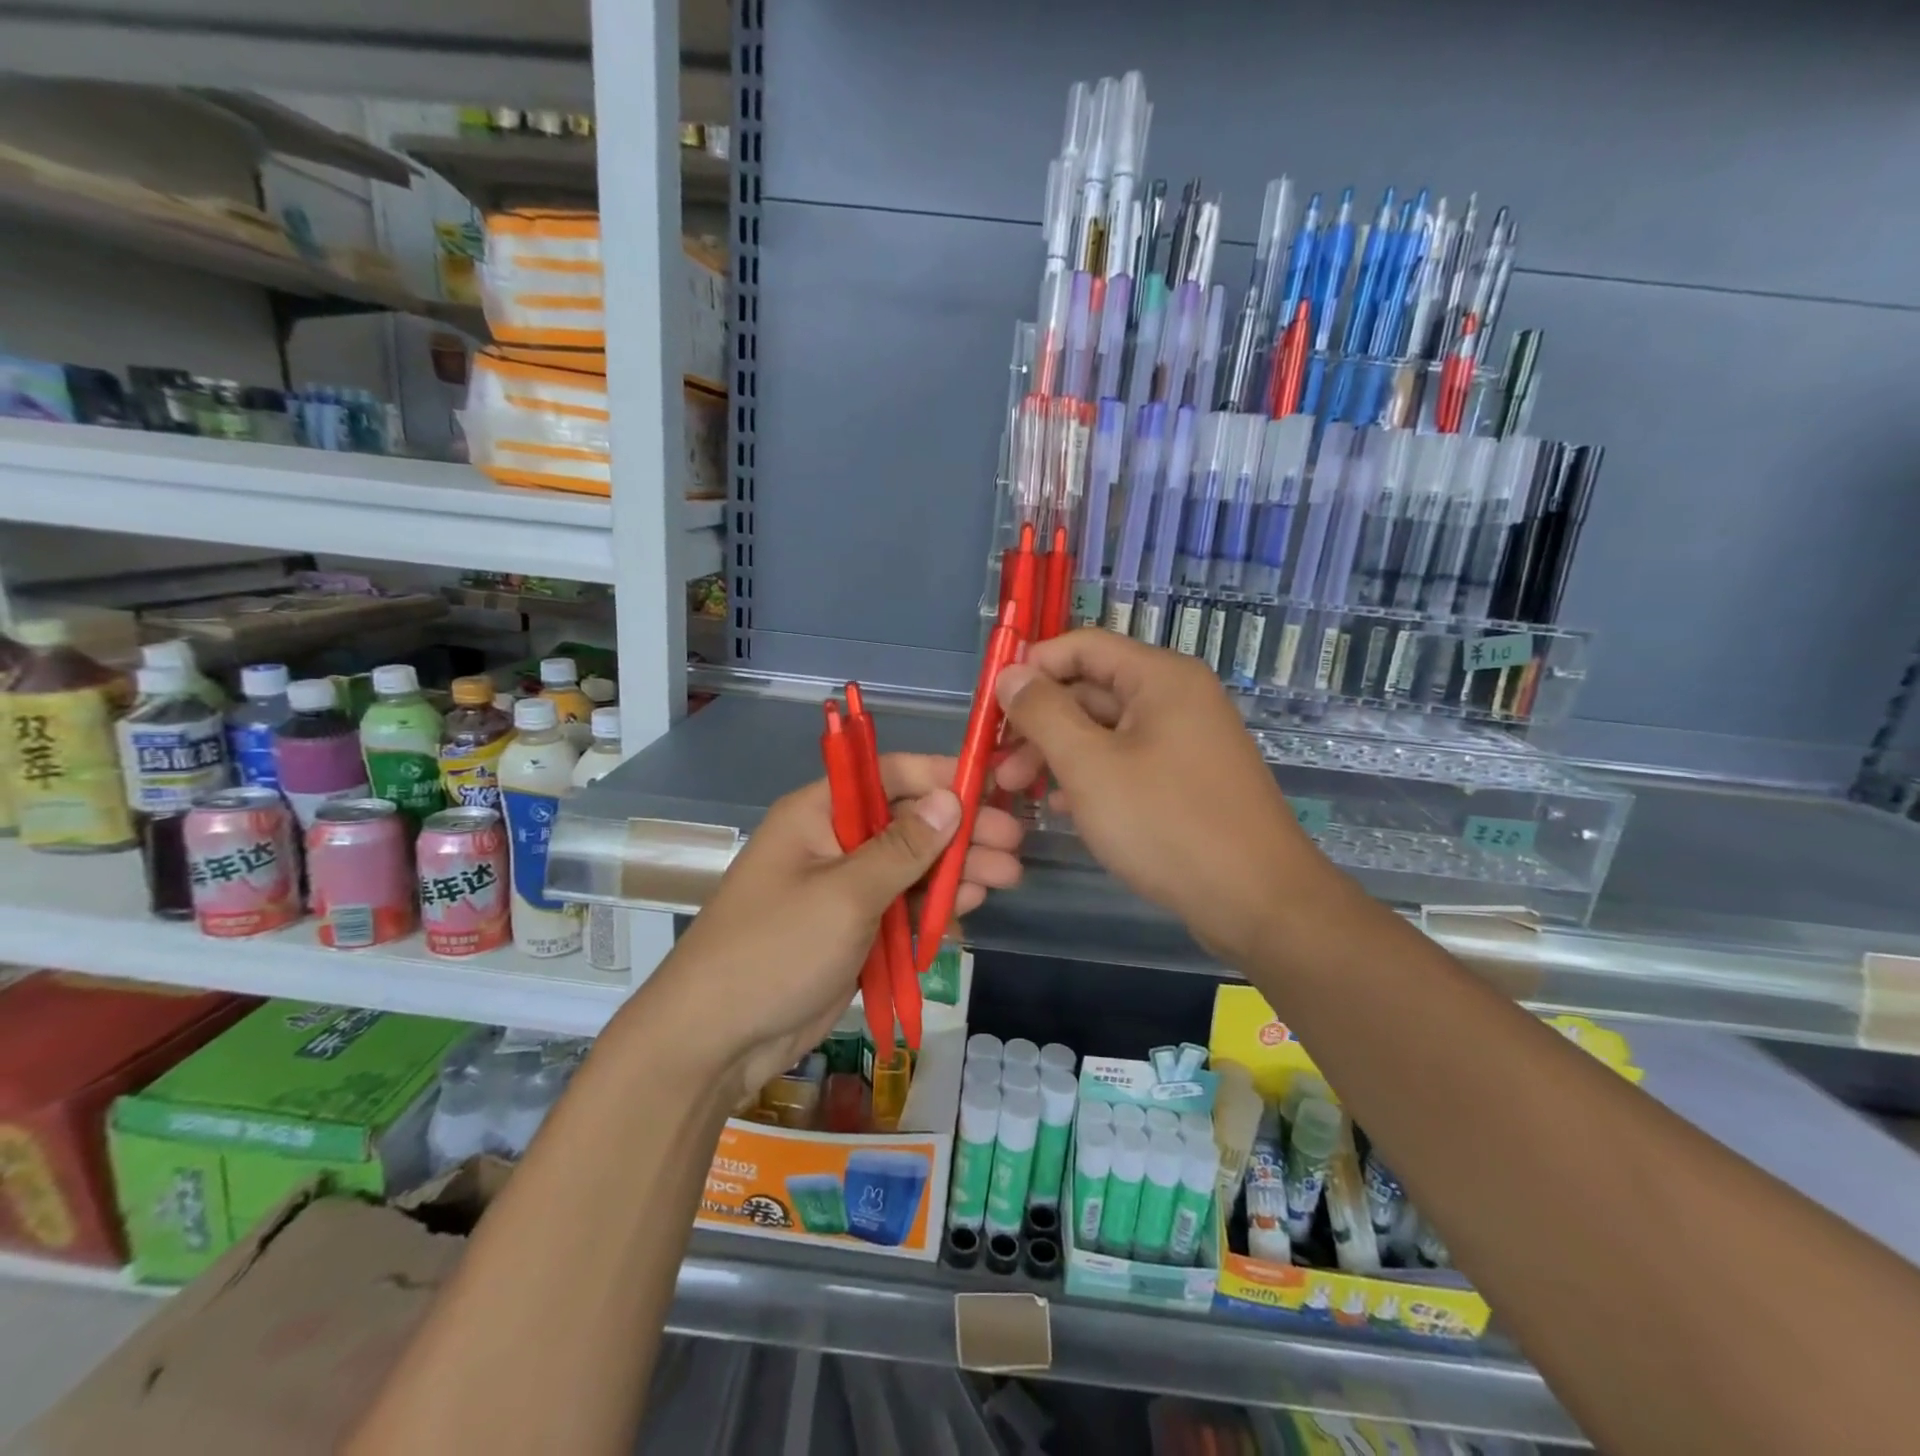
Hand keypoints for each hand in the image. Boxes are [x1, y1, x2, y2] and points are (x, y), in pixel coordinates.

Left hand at [638, 753, 1024, 1098]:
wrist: (716, 1040)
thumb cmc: (775, 951)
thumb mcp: (845, 894)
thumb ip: (903, 848)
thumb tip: (951, 800)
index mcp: (819, 813)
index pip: (888, 775)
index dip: (940, 777)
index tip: (992, 788)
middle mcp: (832, 841)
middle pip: (907, 823)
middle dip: (960, 833)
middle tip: (1014, 844)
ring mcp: (843, 888)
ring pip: (910, 868)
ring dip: (955, 872)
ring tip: (1007, 878)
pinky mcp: (851, 929)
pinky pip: (900, 907)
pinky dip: (932, 908)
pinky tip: (967, 910)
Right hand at [993, 629, 1327, 963]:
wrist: (1258, 902)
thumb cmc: (1167, 824)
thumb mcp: (1090, 766)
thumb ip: (1043, 713)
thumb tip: (1009, 674)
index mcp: (1160, 677)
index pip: (1081, 646)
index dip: (1031, 669)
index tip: (990, 708)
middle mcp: (1176, 698)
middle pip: (1091, 690)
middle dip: (1040, 723)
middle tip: (999, 766)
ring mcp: (1185, 740)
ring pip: (1106, 731)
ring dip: (1059, 755)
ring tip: (1021, 793)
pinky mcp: (1187, 779)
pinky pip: (1128, 762)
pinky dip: (1092, 777)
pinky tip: (1064, 810)